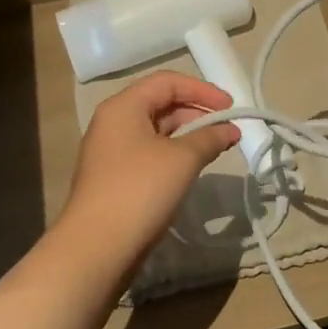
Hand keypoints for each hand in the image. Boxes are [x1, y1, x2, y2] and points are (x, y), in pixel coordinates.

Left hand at [62, 71, 239, 251]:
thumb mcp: (182, 159)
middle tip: (228, 129)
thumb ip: (209, 137)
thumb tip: (230, 130)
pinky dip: (174, 153)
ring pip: (156, 130)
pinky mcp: (115, 177)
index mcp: (123, 106)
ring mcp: (111, 151)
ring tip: (218, 148)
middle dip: (198, 112)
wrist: (97, 246)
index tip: (231, 106)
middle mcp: (113, 122)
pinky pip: (150, 152)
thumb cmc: (140, 190)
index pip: (167, 82)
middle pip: (161, 103)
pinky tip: (193, 167)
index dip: (202, 89)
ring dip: (188, 134)